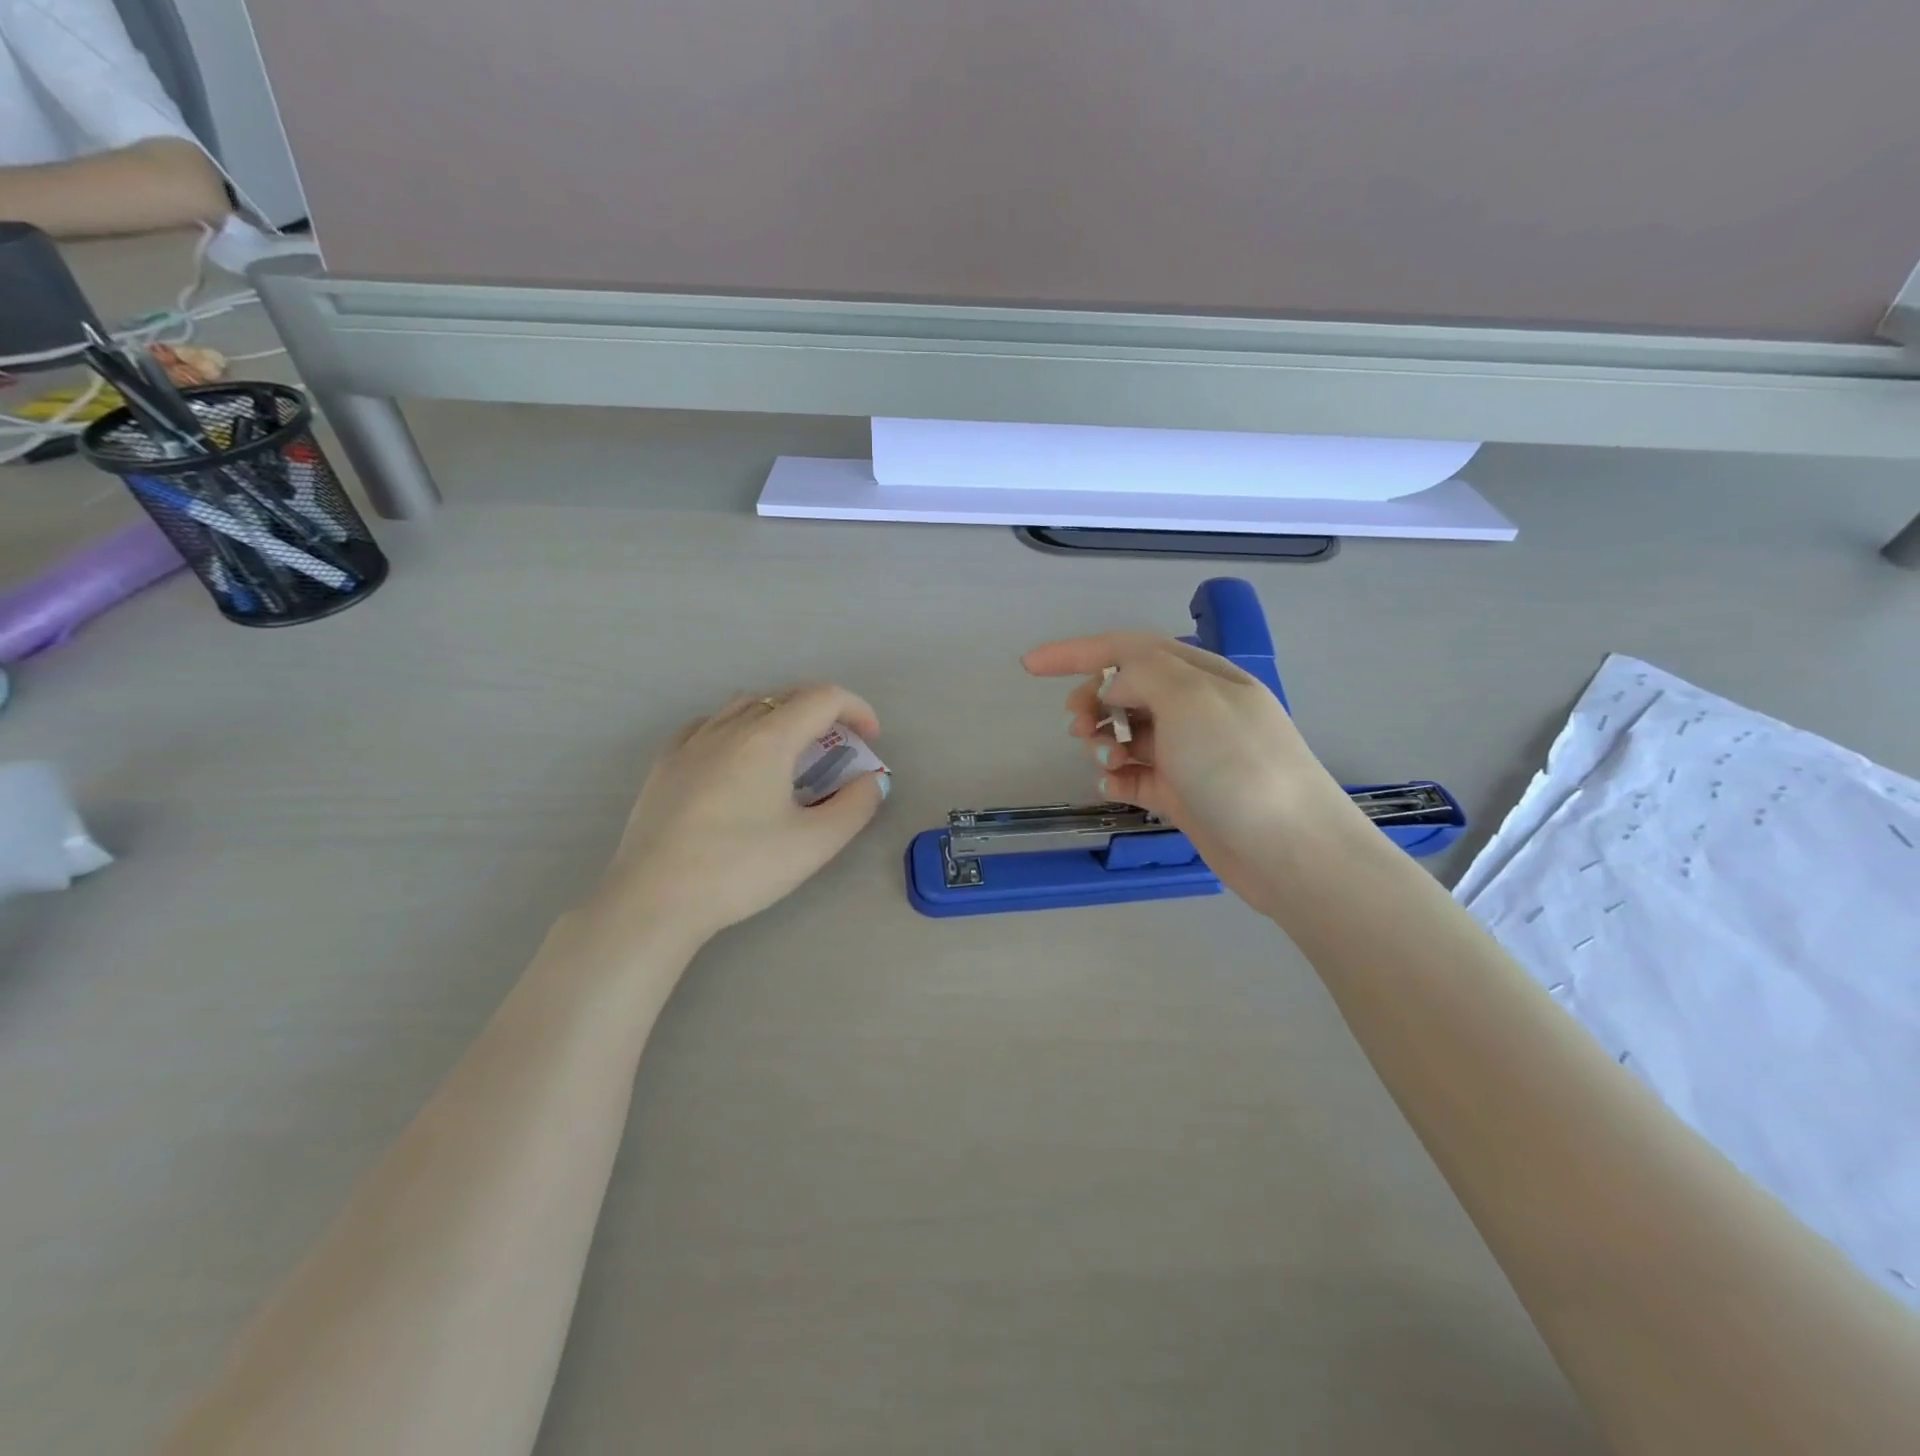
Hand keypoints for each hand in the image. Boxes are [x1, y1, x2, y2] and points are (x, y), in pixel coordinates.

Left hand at [593, 685, 888, 943]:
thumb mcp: (814, 844)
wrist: (654, 899)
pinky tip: (735, 758)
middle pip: (785, 696)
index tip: (871, 739)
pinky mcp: (665, 764)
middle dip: (822, 712)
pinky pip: (708, 725)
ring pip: (744, 705)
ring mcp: (691, 742)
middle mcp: (729, 727)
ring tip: (790, 752)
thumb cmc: (741, 868)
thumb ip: (855, 806)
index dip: (856, 709)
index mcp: (769, 739)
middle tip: (838, 748)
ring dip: (779, 716)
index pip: (823, 698)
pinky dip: (736, 728)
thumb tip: (871, 780)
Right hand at [1022, 634, 1356, 912]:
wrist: (1291, 852)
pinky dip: (1119, 776)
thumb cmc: (1239, 766)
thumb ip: (1142, 675)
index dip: (1075, 652)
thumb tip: (1113, 689)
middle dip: (1092, 701)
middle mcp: (1196, 709)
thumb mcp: (1191, 699)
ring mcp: (1191, 753)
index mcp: (1202, 675)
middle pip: (1126, 689)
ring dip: (1104, 741)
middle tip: (1077, 726)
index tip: (1029, 667)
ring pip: (1129, 733)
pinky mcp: (1186, 794)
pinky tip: (1113, 786)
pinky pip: (1139, 774)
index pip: (1128, 649)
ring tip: (1099, 760)